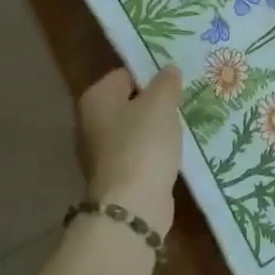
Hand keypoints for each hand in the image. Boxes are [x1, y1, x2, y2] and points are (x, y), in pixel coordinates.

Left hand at [77, 66, 183, 233]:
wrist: (132, 205)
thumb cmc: (143, 144)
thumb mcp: (161, 103)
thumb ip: (166, 82)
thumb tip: (169, 70)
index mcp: (95, 97)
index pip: (126, 73)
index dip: (153, 74)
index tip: (178, 81)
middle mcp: (90, 121)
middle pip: (129, 102)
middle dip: (155, 103)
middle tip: (185, 100)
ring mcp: (99, 152)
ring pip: (134, 129)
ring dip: (156, 129)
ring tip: (184, 125)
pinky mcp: (114, 176)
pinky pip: (138, 153)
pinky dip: (154, 152)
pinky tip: (175, 152)